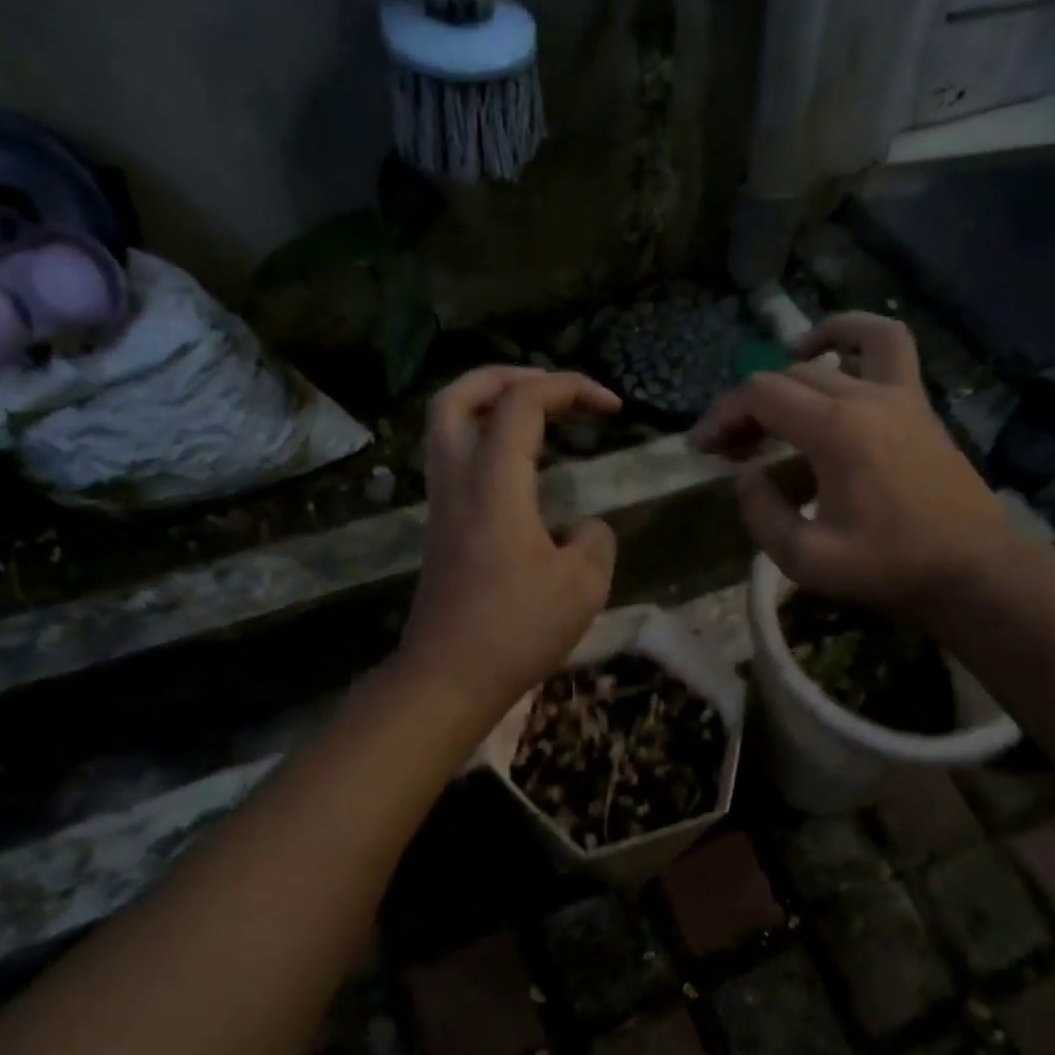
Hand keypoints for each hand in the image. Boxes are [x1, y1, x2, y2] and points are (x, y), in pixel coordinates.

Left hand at [399, 367, 621, 709]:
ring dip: (490, 404)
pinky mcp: (441, 527)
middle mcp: (458, 479)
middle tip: (551, 387)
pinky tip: (523, 466)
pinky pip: (455, 457)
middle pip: (457, 395)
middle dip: (507, 376)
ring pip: (446, 425)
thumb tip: (583, 528)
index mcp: (494, 482)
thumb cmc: (516, 629)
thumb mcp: (583, 584)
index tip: (613, 409)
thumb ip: (595, 539)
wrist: (447, 678)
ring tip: (538, 414)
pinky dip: (487, 439)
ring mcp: (442, 502)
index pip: (523, 401)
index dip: (571, 388)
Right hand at [689, 313, 1003, 625]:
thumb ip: (761, 514)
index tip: (701, 447)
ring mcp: (898, 392)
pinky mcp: (917, 402)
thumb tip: (745, 476)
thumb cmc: (890, 566)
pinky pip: (887, 345)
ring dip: (791, 363)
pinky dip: (854, 336)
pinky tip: (833, 357)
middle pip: (786, 376)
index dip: (720, 415)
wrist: (973, 569)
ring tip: (770, 393)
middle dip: (746, 406)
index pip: (759, 395)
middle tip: (731, 448)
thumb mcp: (807, 559)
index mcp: (835, 431)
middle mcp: (865, 396)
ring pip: (833, 351)